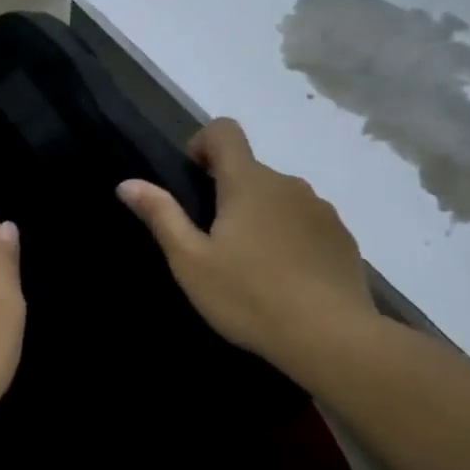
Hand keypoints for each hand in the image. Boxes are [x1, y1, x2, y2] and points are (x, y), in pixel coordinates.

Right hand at [118, 119, 379, 372]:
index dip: (203, 144)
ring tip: (250, 266)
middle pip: (250, 171)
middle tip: (214, 243)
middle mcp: (288, 184)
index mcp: (248, 182)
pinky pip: (306, 223)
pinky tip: (285, 279)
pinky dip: (290, 237)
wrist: (330, 337)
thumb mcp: (191, 262)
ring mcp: (321, 210)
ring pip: (279, 198)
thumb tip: (127, 183)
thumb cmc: (249, 297)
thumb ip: (161, 216)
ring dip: (260, 216)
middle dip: (228, 193)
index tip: (194, 181)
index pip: (224, 131)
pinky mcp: (342, 237)